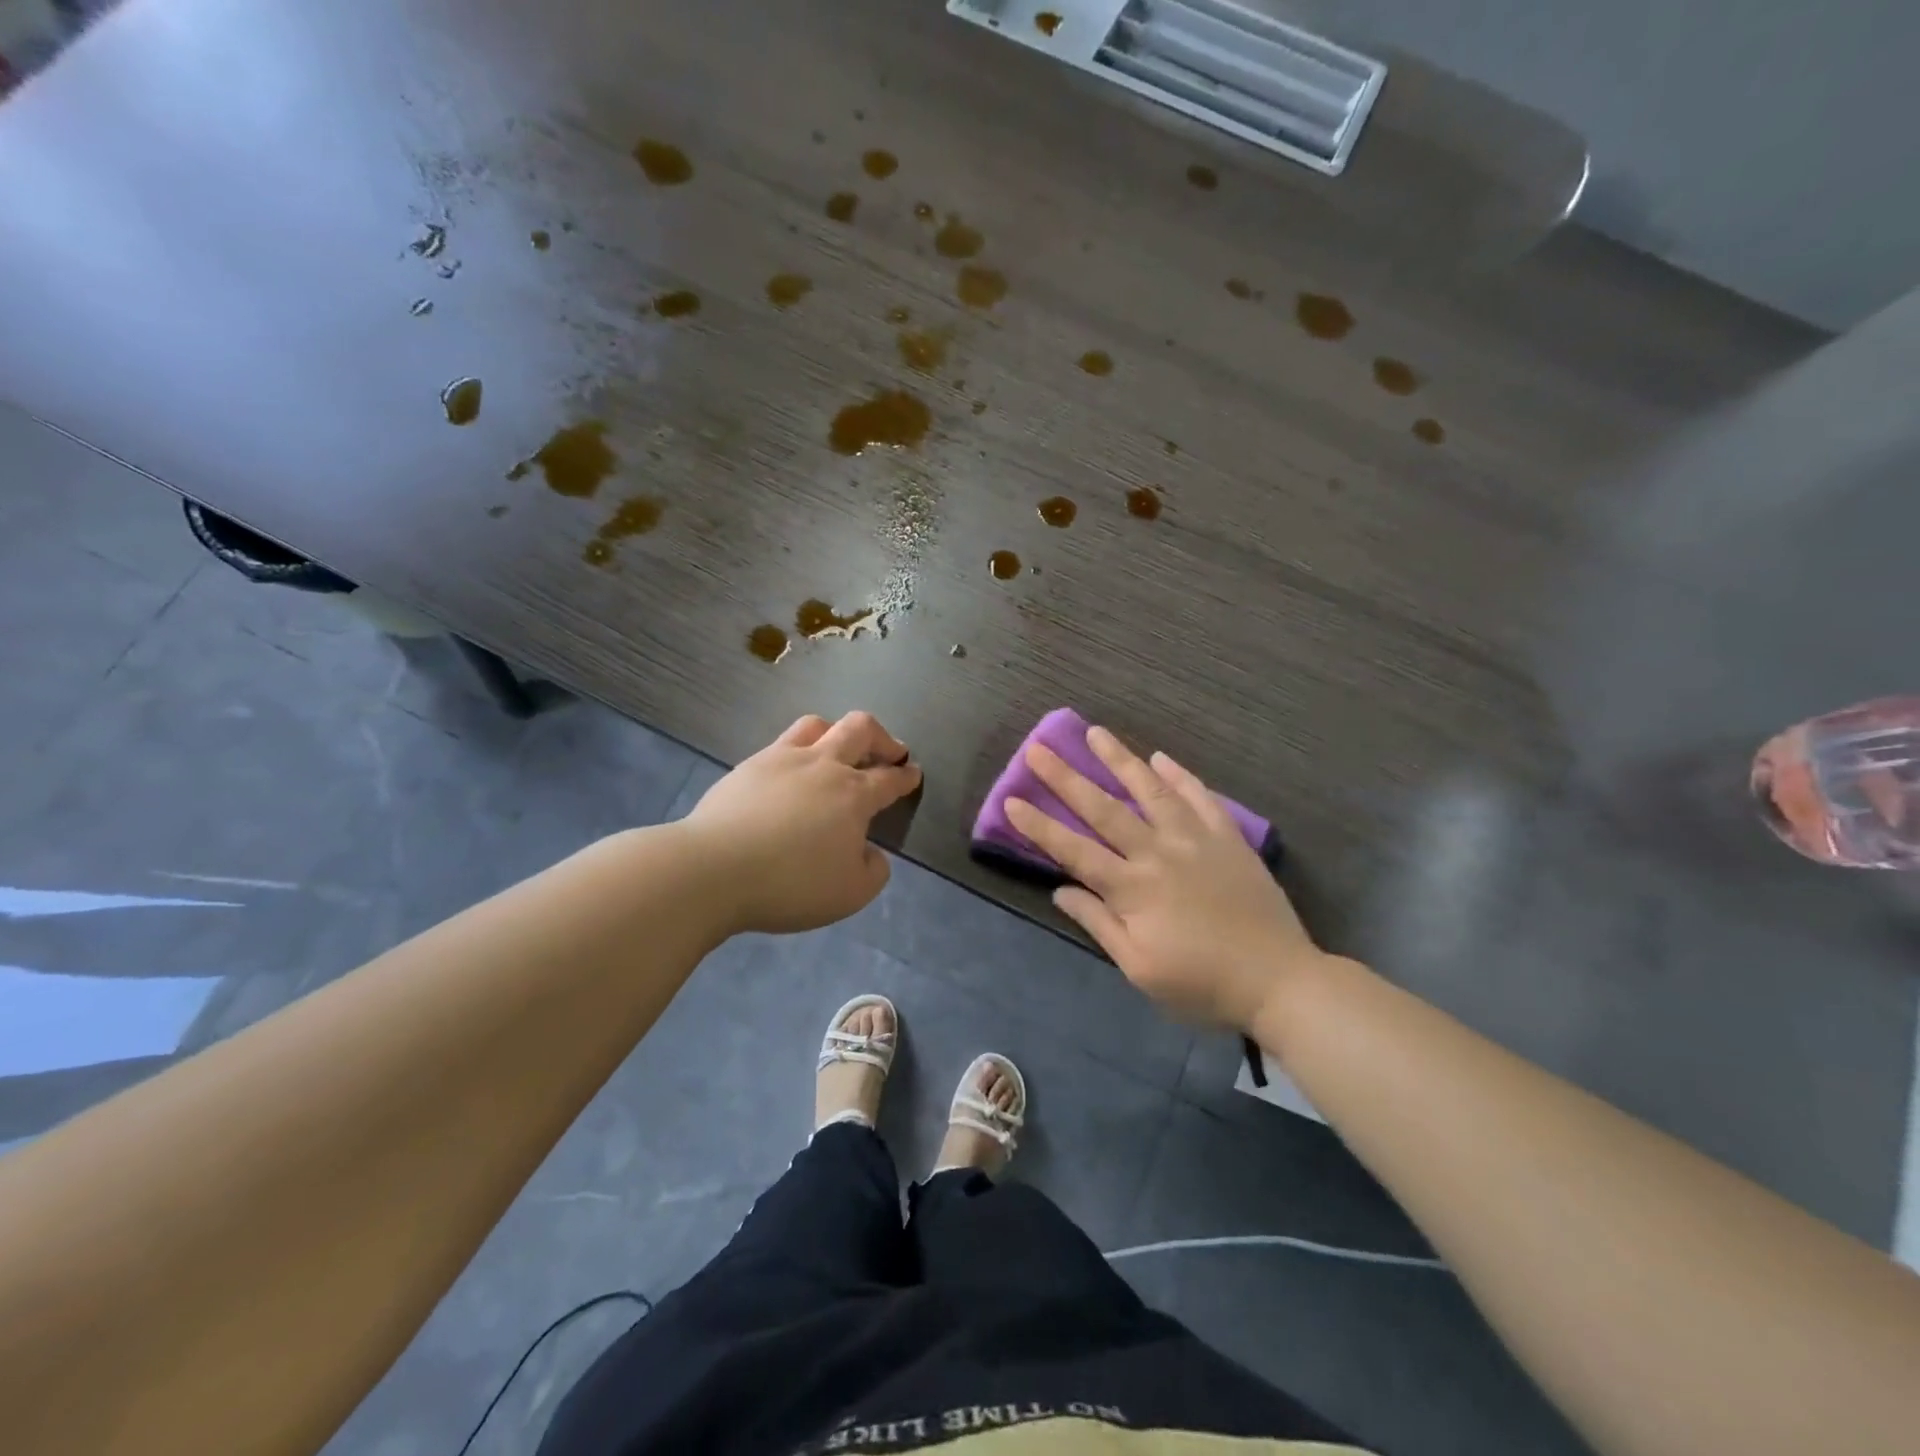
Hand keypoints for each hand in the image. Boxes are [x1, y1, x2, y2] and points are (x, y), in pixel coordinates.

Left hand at [683, 711, 921, 933]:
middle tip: (889, 752)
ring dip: (837, 732)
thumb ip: (873, 870)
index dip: (905, 776)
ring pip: (817, 724)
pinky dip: (798, 751)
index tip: (913, 773)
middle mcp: (822, 765)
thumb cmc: (791, 884)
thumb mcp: (850, 893)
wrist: (713, 870)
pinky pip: (782, 744)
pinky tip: (791, 774)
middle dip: (882, 737)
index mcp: (853, 794)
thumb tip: (870, 852)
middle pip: (860, 729)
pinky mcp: (748, 766)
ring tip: (838, 750)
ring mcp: (782, 759)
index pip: (889, 778)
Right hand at [1005, 725, 1327, 1029]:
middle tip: (1038, 749)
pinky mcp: (1228, 838)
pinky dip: (1179, 776)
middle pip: (1105, 809)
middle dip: (1066, 778)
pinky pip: (1200, 798)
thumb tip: (1061, 890)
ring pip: (1151, 791)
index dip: (1040, 827)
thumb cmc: (1201, 984)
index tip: (1012, 800)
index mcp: (1133, 889)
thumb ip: (1099, 924)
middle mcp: (1158, 853)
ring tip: (1096, 732)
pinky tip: (1161, 758)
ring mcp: (1196, 840)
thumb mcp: (1140, 969)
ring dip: (1120, 760)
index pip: (1074, 851)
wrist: (1279, 980)